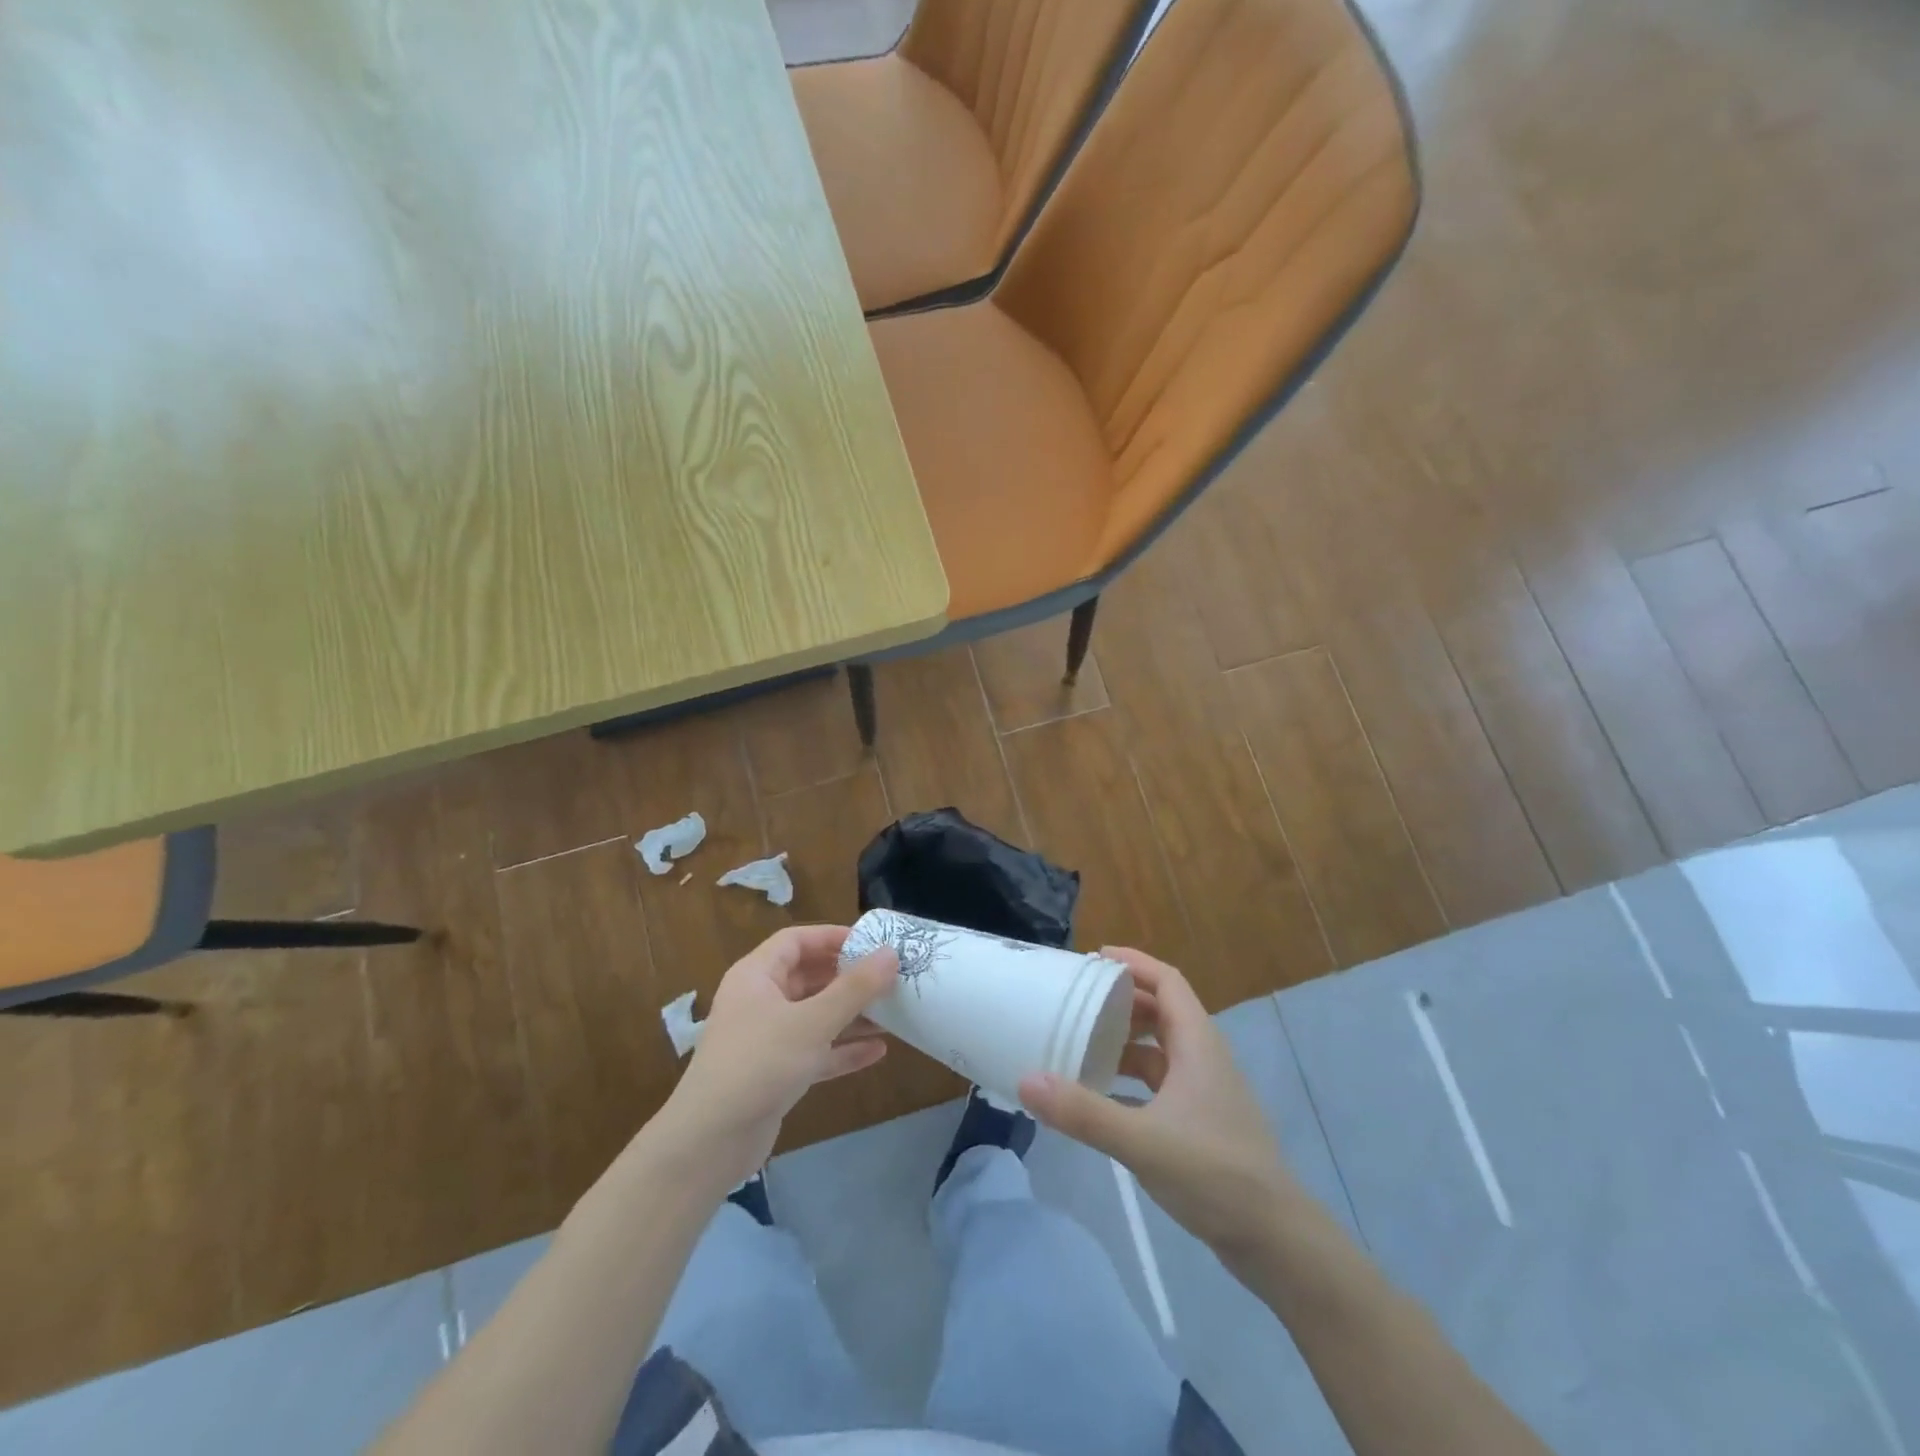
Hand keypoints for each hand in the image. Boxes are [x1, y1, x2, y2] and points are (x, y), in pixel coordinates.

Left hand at [660, 926, 897, 1188]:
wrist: (709, 1143)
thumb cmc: (759, 1064)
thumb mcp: (812, 1022)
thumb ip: (855, 988)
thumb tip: (891, 953)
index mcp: (757, 976)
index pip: (796, 940)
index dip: (833, 937)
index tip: (872, 942)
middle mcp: (760, 1001)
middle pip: (809, 977)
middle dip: (849, 978)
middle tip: (890, 977)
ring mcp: (766, 1039)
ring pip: (815, 1016)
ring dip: (851, 1014)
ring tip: (894, 1012)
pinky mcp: (775, 1074)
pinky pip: (815, 1051)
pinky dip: (842, 1049)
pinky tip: (878, 1052)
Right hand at [1019, 947, 1294, 1264]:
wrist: (1276, 1241)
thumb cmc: (1214, 1174)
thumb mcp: (1141, 1140)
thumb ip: (1083, 1112)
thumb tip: (1027, 1080)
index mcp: (1198, 1044)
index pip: (1167, 981)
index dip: (1133, 962)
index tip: (1094, 958)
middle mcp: (1203, 1058)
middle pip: (1161, 1011)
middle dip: (1121, 1000)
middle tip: (1076, 1000)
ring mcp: (1204, 1092)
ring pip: (1160, 1050)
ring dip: (1124, 1042)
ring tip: (1081, 1043)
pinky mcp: (1201, 1122)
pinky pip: (1159, 1084)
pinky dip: (1130, 1080)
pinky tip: (1100, 1096)